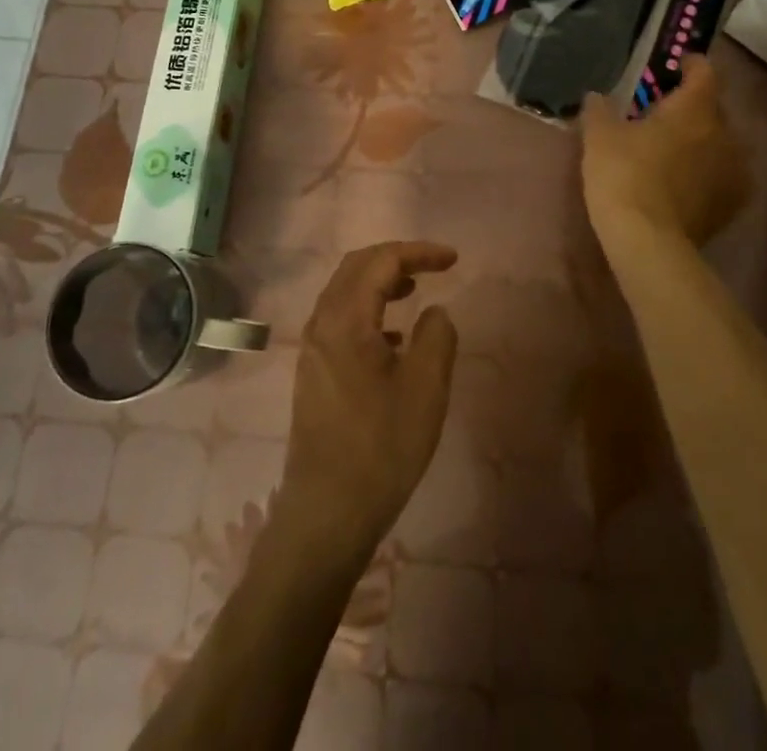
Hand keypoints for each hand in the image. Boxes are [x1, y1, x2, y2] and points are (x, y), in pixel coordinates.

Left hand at [279, 241, 458, 558]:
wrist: (327, 513)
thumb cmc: (381, 448)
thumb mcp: (426, 389)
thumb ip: (437, 336)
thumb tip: (435, 311)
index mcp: (346, 319)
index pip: (381, 262)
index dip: (419, 252)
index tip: (453, 259)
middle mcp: (322, 323)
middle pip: (356, 268)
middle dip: (396, 259)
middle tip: (433, 267)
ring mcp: (313, 348)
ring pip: (345, 292)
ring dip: (380, 282)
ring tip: (415, 291)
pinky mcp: (313, 371)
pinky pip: (340, 319)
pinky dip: (368, 309)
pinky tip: (394, 337)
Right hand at [580, 54, 750, 245]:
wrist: (648, 240)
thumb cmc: (623, 175)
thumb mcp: (599, 136)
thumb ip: (599, 109)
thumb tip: (596, 96)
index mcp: (695, 109)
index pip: (704, 71)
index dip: (689, 64)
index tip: (672, 66)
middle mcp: (724, 133)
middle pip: (711, 108)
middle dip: (689, 107)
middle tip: (658, 115)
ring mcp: (734, 171)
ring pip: (719, 143)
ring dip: (699, 142)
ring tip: (670, 152)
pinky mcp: (733, 203)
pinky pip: (721, 175)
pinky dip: (705, 172)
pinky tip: (681, 183)